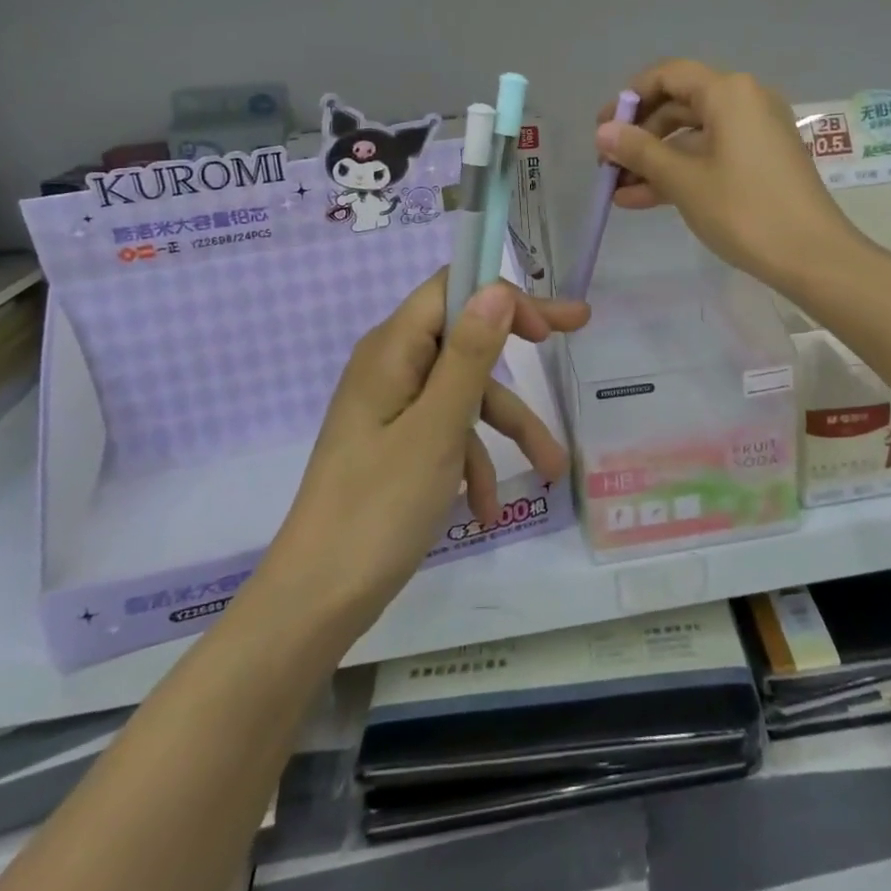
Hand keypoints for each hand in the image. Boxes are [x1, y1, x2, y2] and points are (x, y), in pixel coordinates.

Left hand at [266, 272, 587, 636]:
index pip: (453, 290)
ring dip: (505, 428)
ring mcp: (390, 408)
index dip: (503, 296)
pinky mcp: (393, 444)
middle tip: (575, 336)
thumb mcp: (437, 429)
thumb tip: (497, 290)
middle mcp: (390, 367)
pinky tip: (487, 508)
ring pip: (462, 396)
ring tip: (552, 469)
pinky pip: (444, 433)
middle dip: (517, 356)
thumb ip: (469, 355)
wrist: (315, 601)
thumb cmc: (378, 508)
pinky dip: (472, 460)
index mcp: (392, 350)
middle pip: (464, 340)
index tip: (549, 325)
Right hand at [597, 59, 863, 293]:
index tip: (603, 128)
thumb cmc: (744, 210)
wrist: (814, 257)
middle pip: (680, 105)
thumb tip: (603, 132)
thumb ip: (639, 151)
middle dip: (639, 135)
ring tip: (617, 190)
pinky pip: (711, 156)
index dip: (630, 98)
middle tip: (607, 164)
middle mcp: (745, 101)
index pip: (668, 75)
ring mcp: (755, 133)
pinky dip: (680, 172)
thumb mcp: (684, 180)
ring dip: (654, 160)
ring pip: (693, 136)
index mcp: (729, 92)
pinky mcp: (760, 161)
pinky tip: (642, 200)